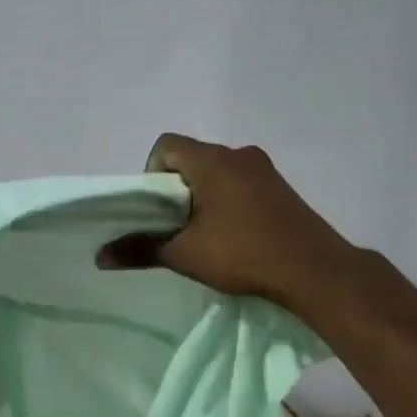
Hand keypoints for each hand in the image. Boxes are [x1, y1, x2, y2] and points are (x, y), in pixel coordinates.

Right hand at [96, 134, 353, 308]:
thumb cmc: (244, 254)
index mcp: (212, 160)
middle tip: (177, 225)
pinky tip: (235, 235)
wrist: (316, 271)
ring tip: (205, 234)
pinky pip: (241, 183)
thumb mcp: (185, 254)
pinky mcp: (282, 188)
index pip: (166, 145)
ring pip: (218, 171)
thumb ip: (141, 249)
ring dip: (204, 195)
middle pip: (192, 157)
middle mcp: (239, 154)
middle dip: (177, 188)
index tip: (158, 208)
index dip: (152, 172)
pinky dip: (228, 200)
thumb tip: (100, 256)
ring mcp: (265, 169)